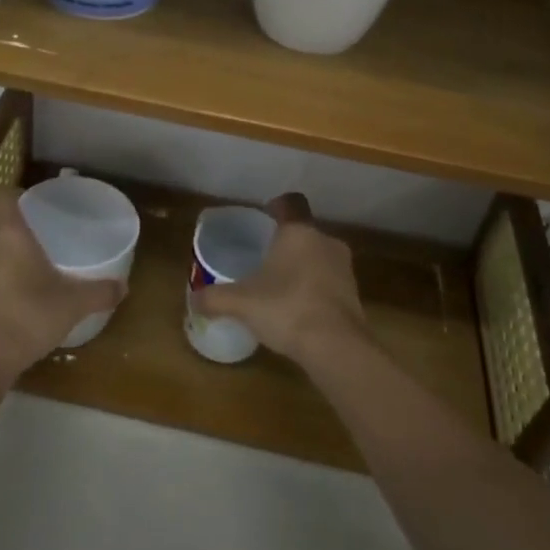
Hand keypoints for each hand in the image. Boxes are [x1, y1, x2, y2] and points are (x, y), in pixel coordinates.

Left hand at [0, 190, 122, 375]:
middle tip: (43, 231)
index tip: (39, 203)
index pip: (5, 196)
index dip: (20, 195)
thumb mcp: (73, 303)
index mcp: (9, 233)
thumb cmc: (29, 315)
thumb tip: (124, 287)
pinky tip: (15, 291)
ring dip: (4, 250)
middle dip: (17, 223)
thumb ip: (100, 291)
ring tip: (31, 261)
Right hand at [197, 193, 366, 364]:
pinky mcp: (354, 295)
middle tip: (266, 259)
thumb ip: (215, 298)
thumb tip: (194, 298)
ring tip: (281, 286)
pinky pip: (330, 283)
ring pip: (319, 257)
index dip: (278, 206)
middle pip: (304, 233)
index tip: (266, 215)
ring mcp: (344, 268)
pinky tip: (300, 310)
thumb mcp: (241, 303)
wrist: (336, 346)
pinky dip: (316, 290)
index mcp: (298, 232)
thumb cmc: (286, 308)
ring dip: (304, 267)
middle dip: (287, 243)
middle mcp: (325, 242)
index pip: (291, 203)